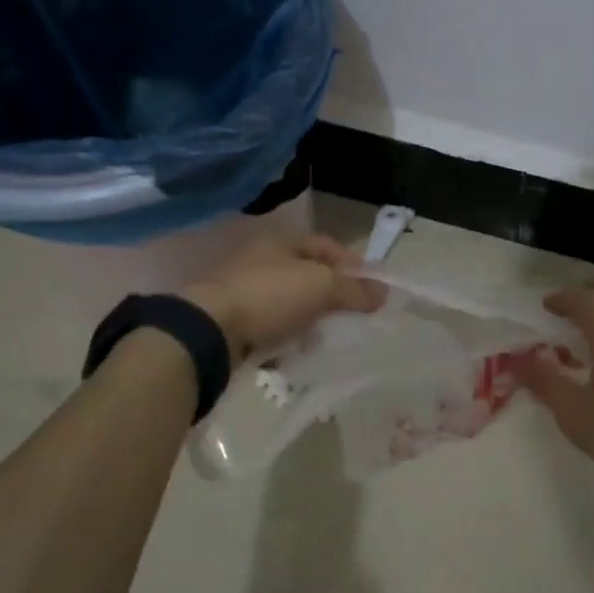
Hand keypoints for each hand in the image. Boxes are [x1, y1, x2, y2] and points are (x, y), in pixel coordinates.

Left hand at [181, 234, 386, 365]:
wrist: (209, 331)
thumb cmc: (269, 296)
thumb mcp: (321, 287)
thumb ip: (354, 289)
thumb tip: (384, 292)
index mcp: (281, 242)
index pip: (326, 246)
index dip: (353, 264)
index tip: (373, 288)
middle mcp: (261, 260)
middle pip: (307, 275)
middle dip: (332, 295)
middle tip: (353, 315)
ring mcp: (244, 291)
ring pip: (289, 302)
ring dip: (309, 318)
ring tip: (328, 337)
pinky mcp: (233, 321)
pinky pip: (271, 326)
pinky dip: (287, 336)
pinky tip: (298, 350)